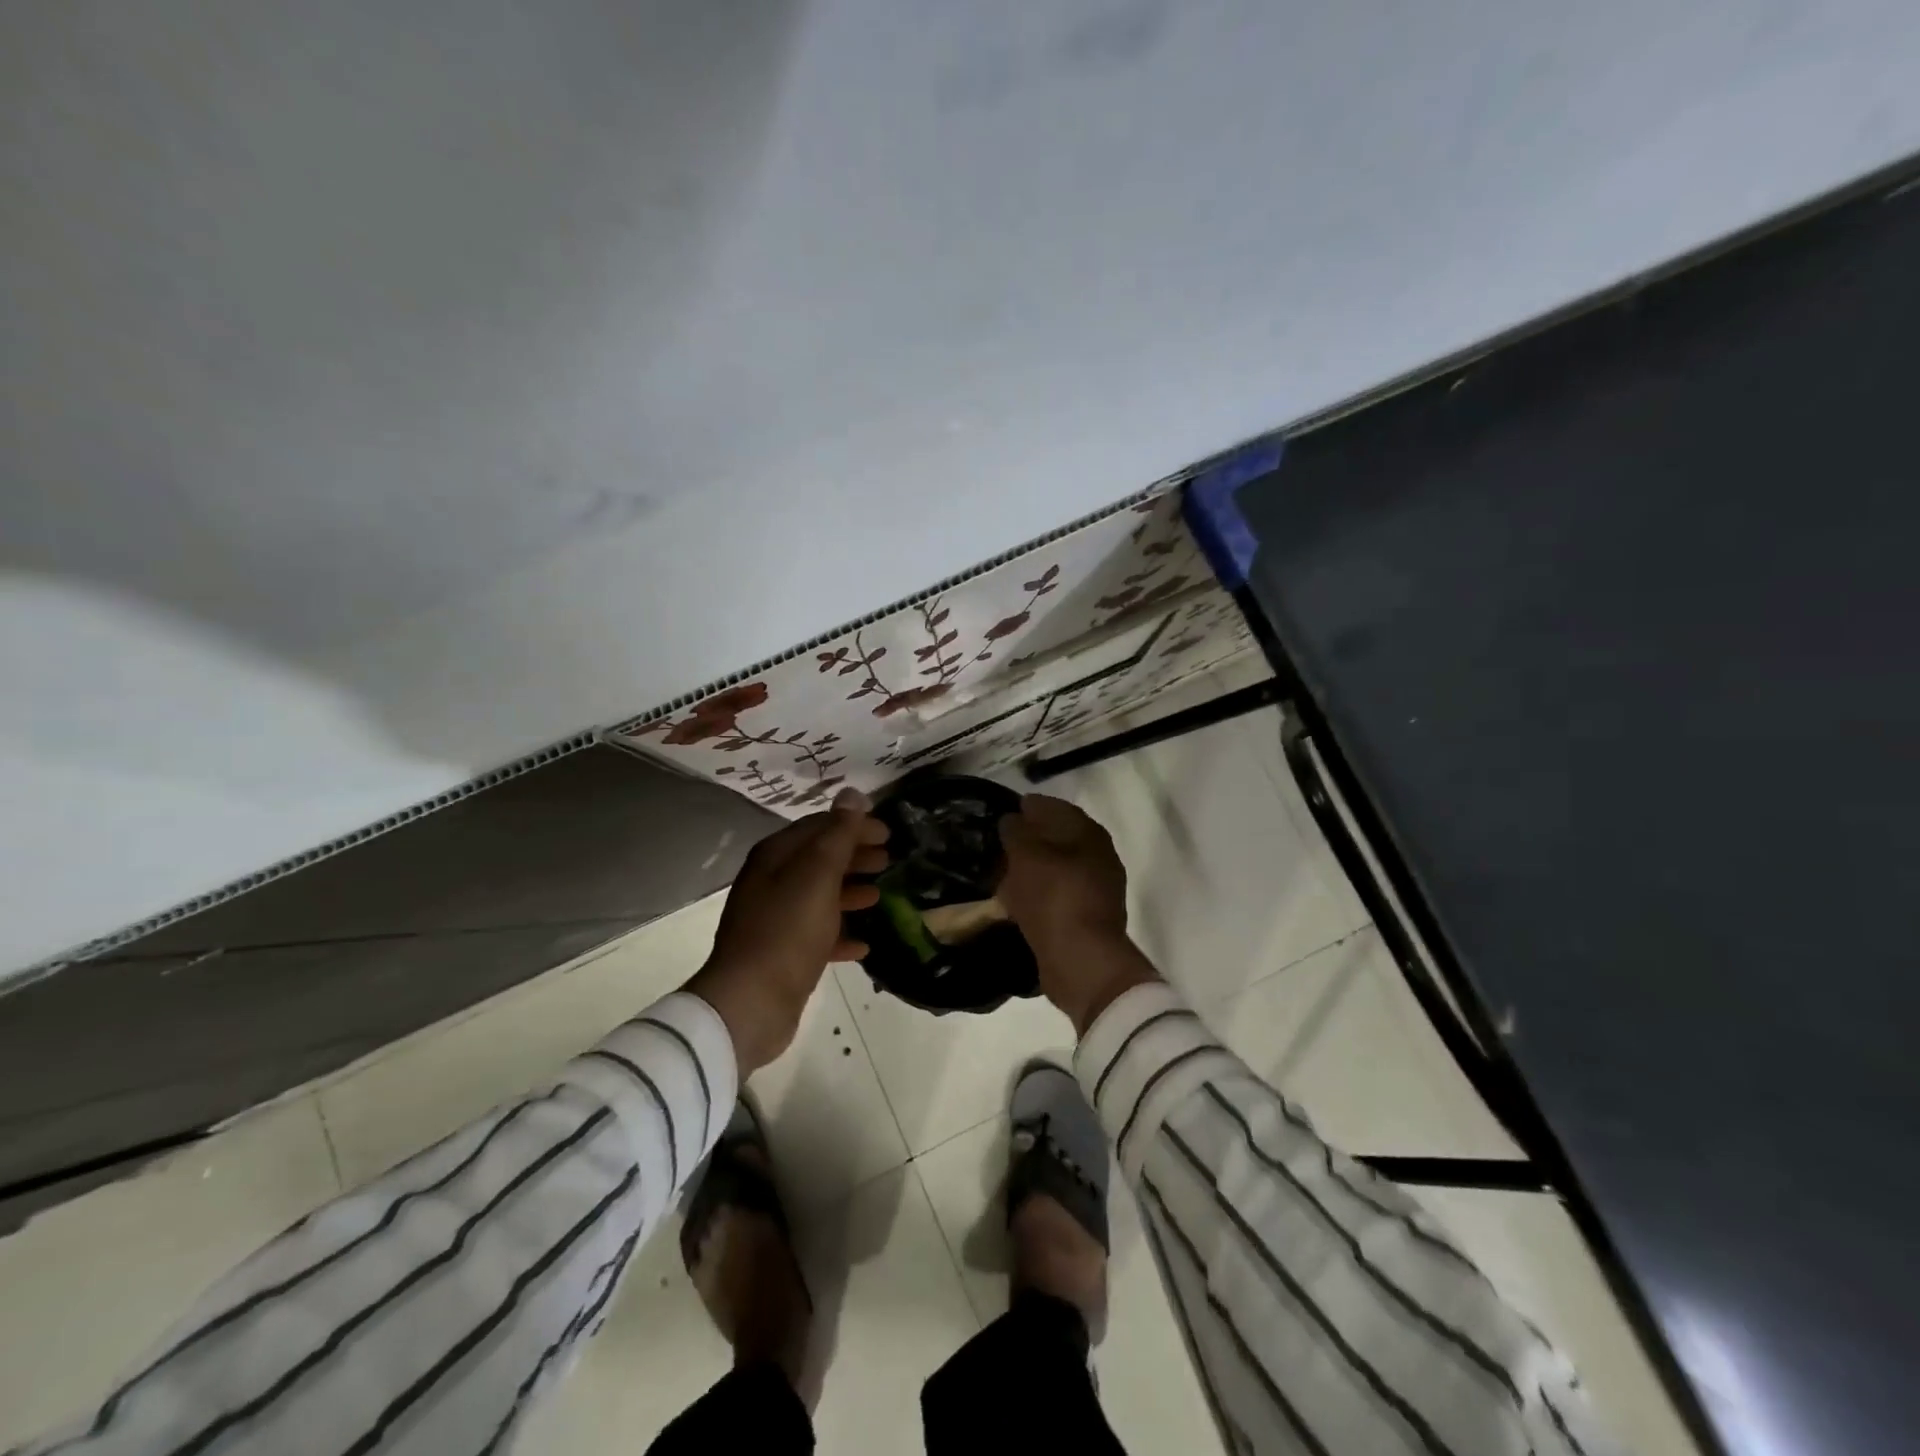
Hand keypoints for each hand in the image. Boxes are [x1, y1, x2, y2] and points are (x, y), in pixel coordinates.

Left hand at [686, 788, 888, 1072]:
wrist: (751, 1003)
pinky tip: (864, 944)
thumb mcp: (818, 875)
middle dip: (854, 855)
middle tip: (889, 859)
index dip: (854, 825)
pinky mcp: (782, 953)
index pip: (819, 826)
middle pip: (819, 859)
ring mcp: (774, 918)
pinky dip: (840, 933)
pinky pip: (817, 934)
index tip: (888, 832)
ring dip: (849, 891)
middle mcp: (771, 882)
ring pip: (819, 895)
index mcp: (775, 856)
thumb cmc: (787, 931)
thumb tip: (853, 793)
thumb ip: (838, 834)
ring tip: (879, 895)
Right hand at [998, 794, 1160, 1035]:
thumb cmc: (1054, 897)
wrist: (1081, 960)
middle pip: (1058, 839)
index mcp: (1089, 835)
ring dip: (1031, 869)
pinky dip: (1034, 894)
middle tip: (999, 841)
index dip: (1031, 806)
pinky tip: (1012, 900)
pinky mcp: (1084, 919)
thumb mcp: (1026, 856)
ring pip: (1055, 869)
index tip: (1006, 809)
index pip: (1056, 808)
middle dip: (1030, 838)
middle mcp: (1098, 858)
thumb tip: (1011, 820)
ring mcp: (1095, 890)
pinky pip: (1054, 897)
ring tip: (1000, 871)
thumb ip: (1016, 832)